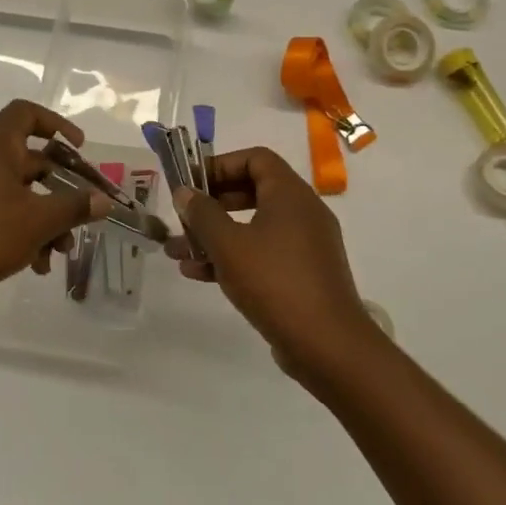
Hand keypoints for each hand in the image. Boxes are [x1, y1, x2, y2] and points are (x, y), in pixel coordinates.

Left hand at [0, 100, 111, 336]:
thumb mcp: (38, 220)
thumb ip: (74, 207)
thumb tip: (104, 199)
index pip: (24, 113)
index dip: (55, 123)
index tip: (79, 148)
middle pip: (31, 161)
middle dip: (62, 187)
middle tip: (85, 210)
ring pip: (21, 197)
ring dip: (47, 221)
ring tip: (63, 252)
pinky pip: (4, 221)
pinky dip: (25, 238)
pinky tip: (39, 268)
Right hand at [164, 147, 386, 380]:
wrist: (328, 346)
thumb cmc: (275, 282)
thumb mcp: (229, 245)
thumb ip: (203, 214)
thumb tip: (184, 192)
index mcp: (290, 194)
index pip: (255, 158)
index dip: (220, 165)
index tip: (191, 183)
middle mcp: (302, 212)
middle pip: (252, 191)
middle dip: (212, 204)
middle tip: (183, 216)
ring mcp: (305, 245)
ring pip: (253, 227)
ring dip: (215, 236)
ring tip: (177, 251)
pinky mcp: (302, 275)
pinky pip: (262, 254)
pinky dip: (233, 257)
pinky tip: (198, 274)